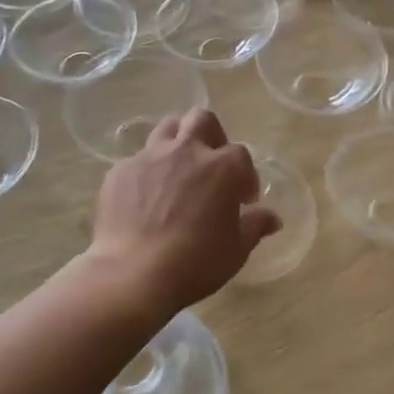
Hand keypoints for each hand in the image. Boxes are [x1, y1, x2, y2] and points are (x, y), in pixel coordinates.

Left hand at [87, 108, 279, 312]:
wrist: (133, 274)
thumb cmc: (195, 263)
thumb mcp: (236, 250)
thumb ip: (255, 226)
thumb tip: (272, 218)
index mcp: (223, 167)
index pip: (241, 155)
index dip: (245, 176)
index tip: (243, 200)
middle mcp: (187, 151)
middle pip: (202, 119)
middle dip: (211, 135)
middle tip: (211, 164)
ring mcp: (150, 157)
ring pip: (166, 128)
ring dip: (176, 142)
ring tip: (177, 171)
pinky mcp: (120, 171)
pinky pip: (138, 160)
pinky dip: (147, 172)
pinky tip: (144, 198)